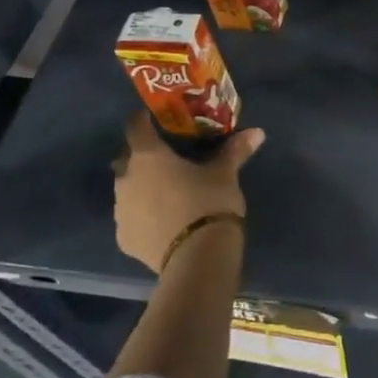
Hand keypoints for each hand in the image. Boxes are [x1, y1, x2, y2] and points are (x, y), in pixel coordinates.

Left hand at [112, 110, 264, 273]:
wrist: (196, 257)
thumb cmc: (209, 203)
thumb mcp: (225, 174)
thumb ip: (235, 150)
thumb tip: (257, 132)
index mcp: (147, 156)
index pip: (135, 126)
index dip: (143, 120)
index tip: (156, 119)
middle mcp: (125, 179)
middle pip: (126, 159)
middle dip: (141, 157)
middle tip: (166, 160)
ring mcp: (120, 211)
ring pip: (126, 190)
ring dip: (141, 188)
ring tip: (166, 194)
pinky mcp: (124, 239)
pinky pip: (131, 219)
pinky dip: (143, 216)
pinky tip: (162, 222)